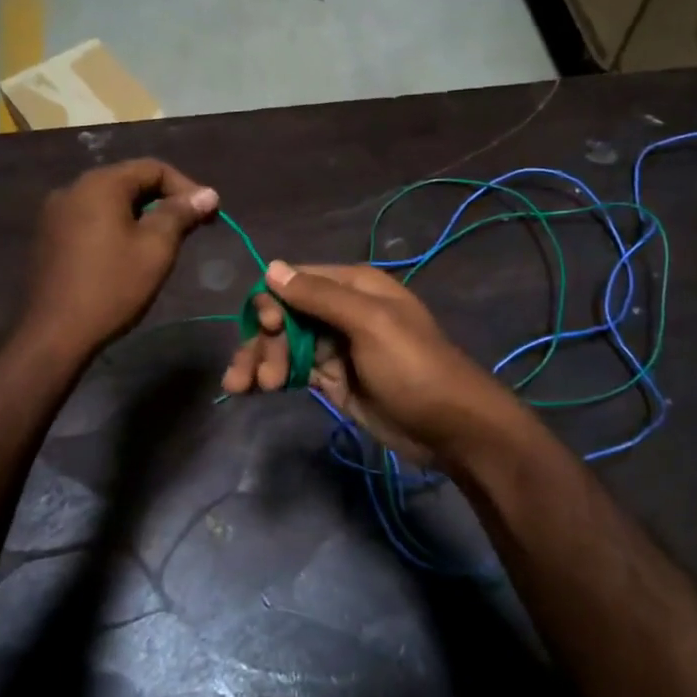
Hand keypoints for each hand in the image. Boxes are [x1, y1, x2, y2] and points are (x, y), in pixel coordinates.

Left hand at [21, 159, 218, 354]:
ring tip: (163, 243)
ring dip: (141, 215)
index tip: (209, 214)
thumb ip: (181, 214)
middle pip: (129, 182)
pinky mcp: (48, 237)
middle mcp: (73, 189)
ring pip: (109, 202)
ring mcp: (55, 213)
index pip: (153, 168)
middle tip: (191, 228)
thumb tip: (208, 193)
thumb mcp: (156, 249)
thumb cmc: (112, 287)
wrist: (54, 333)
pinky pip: (91, 220)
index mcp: (100, 184)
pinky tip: (127, 255)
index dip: (187, 187)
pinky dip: (116, 227)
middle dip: (164, 201)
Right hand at [221, 261, 521, 463]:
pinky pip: (293, 370)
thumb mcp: (370, 323)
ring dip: (261, 361)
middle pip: (284, 315)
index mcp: (353, 285)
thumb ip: (320, 296)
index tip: (266, 331)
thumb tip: (271, 267)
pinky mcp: (332, 378)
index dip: (272, 303)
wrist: (450, 428)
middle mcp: (340, 309)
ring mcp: (334, 346)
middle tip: (261, 378)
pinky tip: (250, 390)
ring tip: (246, 388)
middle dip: (264, 342)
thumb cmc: (413, 366)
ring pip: (283, 344)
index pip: (294, 281)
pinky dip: (270, 377)